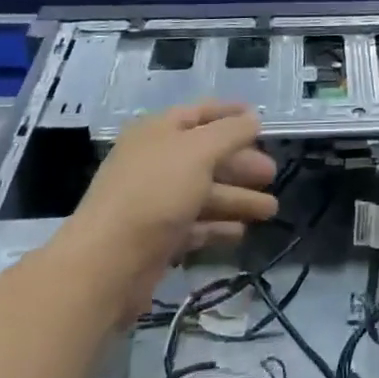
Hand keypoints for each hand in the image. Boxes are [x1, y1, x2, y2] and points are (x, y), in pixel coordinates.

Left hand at [69, 101, 277, 320]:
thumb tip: (253, 118)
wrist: (107, 264)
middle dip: (241, 163)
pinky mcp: (157, 239)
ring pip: (204, 193)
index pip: (200, 113)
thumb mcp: (199, 151)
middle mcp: (155, 162)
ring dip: (237, 198)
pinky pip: (194, 225)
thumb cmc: (155, 193)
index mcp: (158, 132)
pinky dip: (218, 226)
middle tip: (271, 173)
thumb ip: (230, 132)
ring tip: (271, 209)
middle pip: (206, 156)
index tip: (261, 120)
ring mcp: (155, 202)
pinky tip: (241, 231)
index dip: (230, 113)